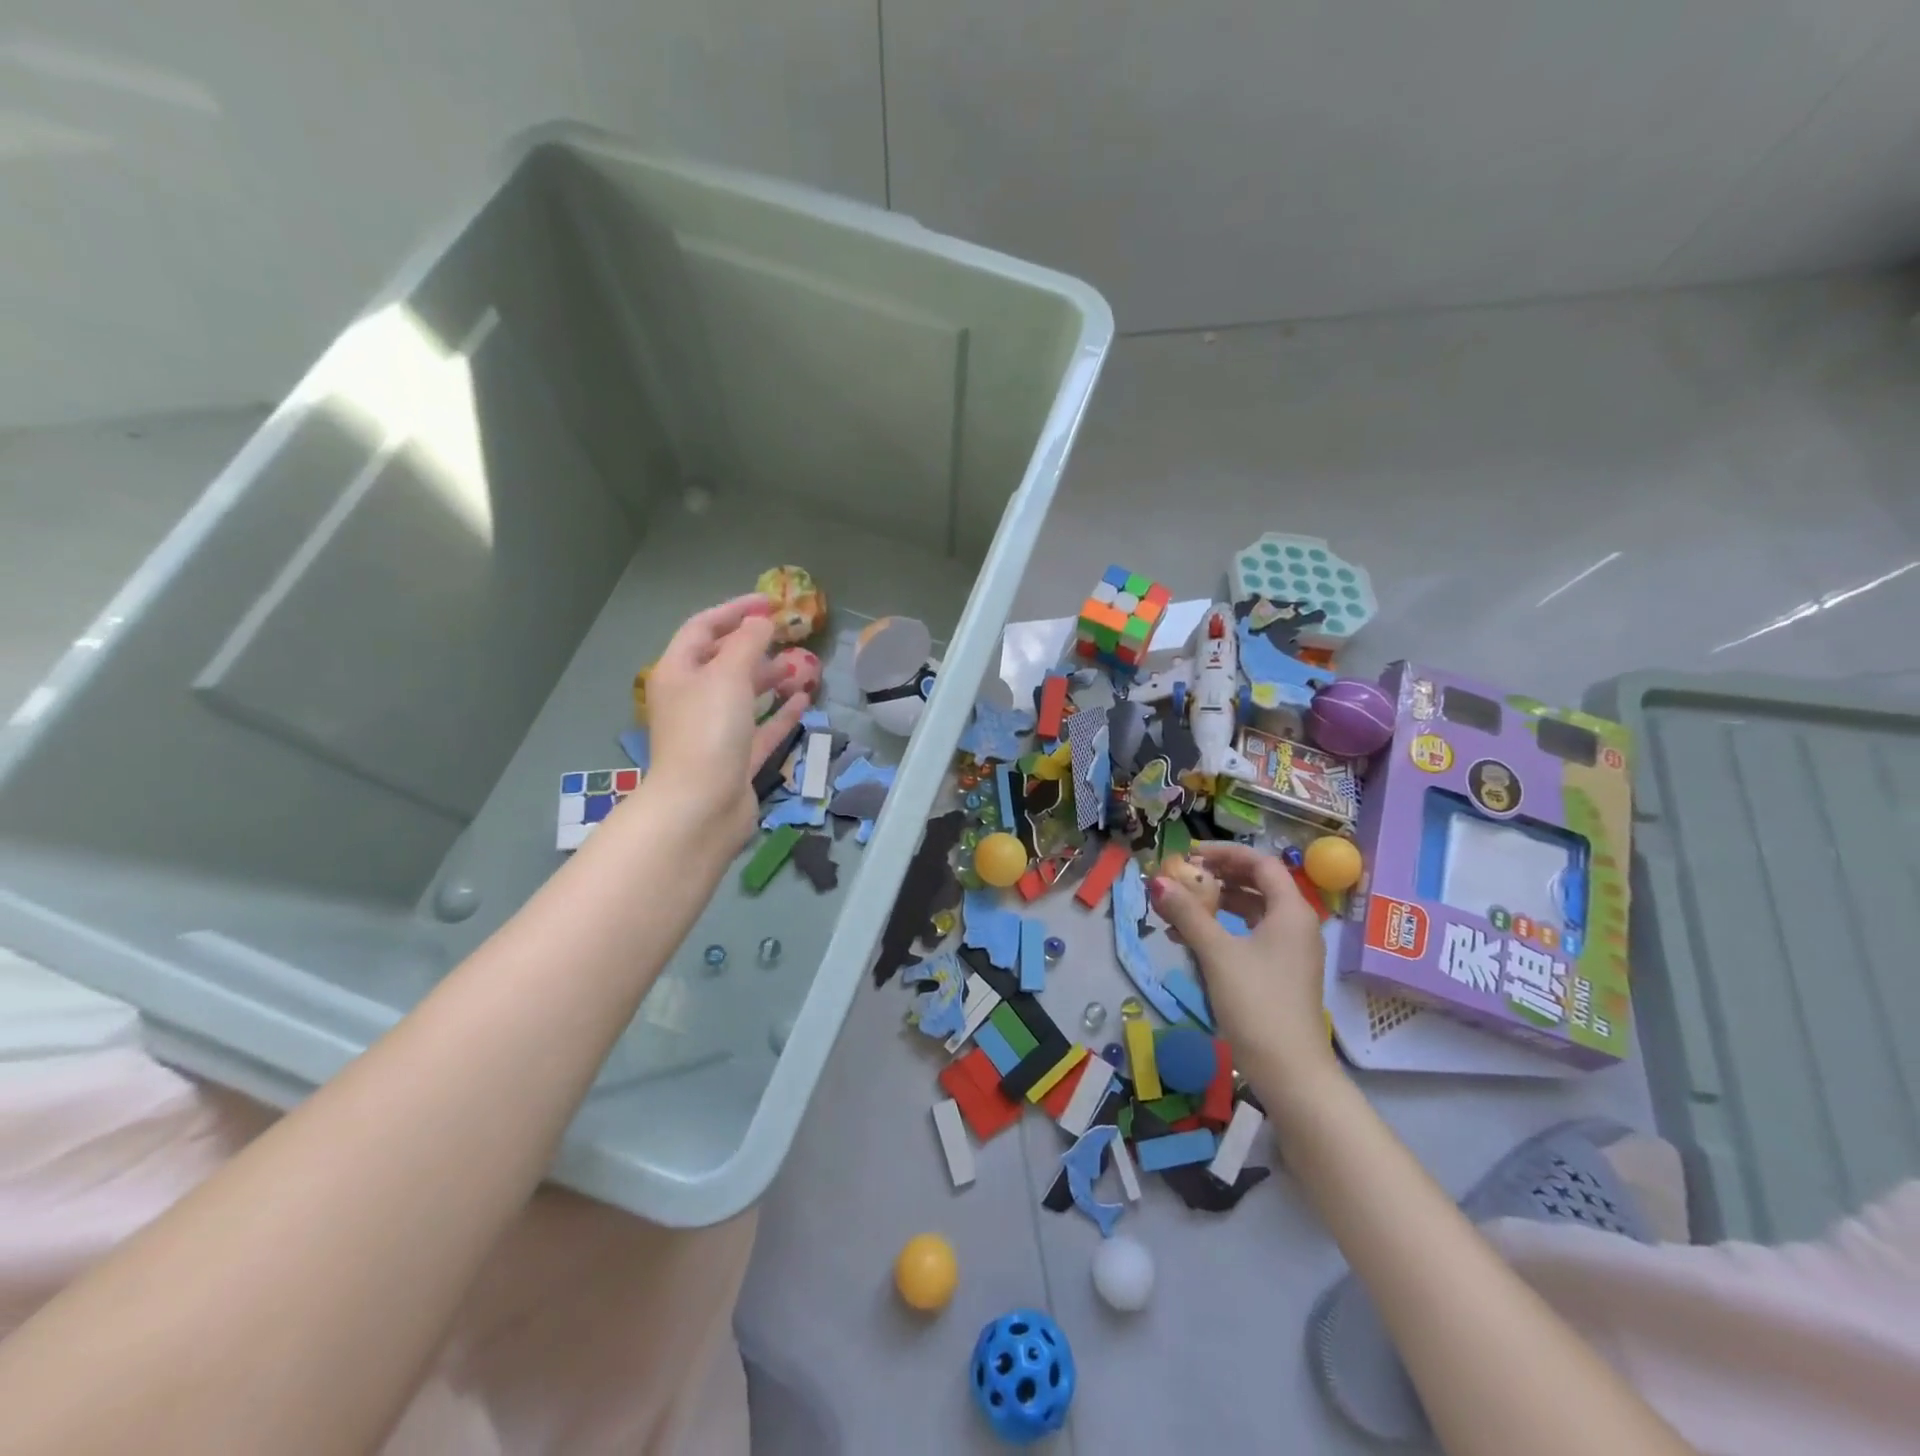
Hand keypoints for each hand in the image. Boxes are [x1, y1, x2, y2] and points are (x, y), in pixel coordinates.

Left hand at [643, 595, 811, 845]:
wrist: (701, 807)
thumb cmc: (709, 732)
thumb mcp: (728, 675)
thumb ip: (747, 642)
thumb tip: (761, 621)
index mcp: (678, 673)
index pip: (702, 628)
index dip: (735, 610)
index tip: (771, 602)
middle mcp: (692, 699)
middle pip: (723, 661)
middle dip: (756, 646)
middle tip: (790, 637)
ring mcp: (713, 732)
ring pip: (744, 696)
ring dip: (771, 679)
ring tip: (803, 668)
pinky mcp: (734, 760)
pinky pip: (759, 728)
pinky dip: (779, 713)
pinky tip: (802, 700)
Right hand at [1149, 841, 1339, 1092]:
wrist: (1289, 1071)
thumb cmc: (1256, 1003)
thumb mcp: (1216, 953)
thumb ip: (1187, 913)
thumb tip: (1156, 881)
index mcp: (1291, 911)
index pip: (1260, 863)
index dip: (1224, 853)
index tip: (1190, 855)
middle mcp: (1296, 925)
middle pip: (1257, 884)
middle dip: (1218, 878)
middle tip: (1183, 877)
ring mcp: (1291, 951)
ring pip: (1252, 911)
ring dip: (1216, 905)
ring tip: (1179, 908)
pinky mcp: (1281, 973)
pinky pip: (1251, 935)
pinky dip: (1223, 930)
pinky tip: (1191, 940)